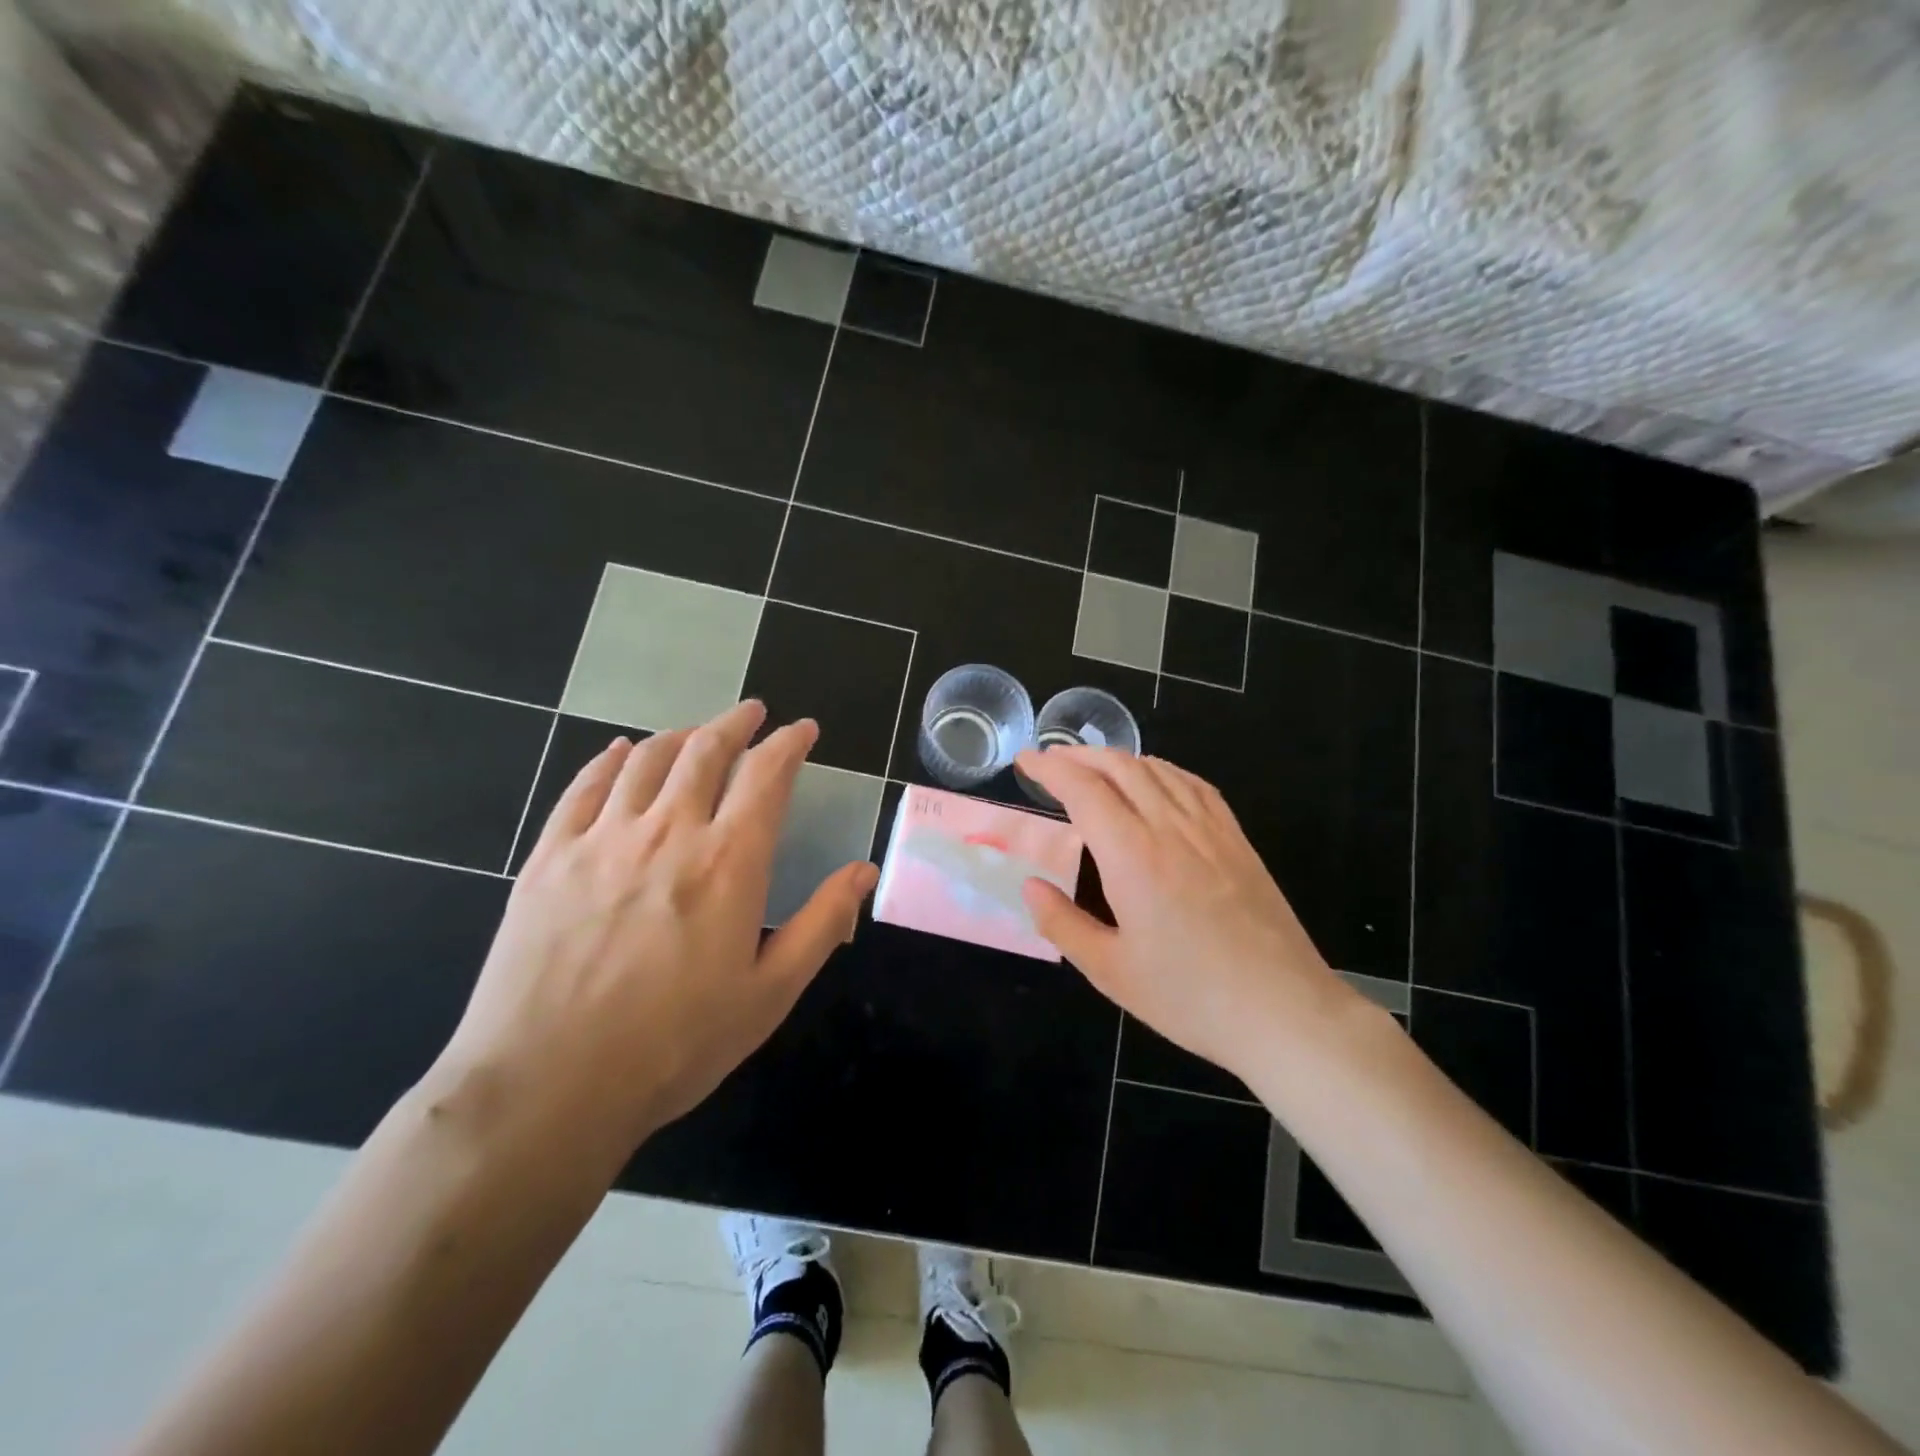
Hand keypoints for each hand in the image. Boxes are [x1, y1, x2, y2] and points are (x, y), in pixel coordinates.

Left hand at [438, 701, 876, 1158]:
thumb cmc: (674, 1045)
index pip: (766, 775)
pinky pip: (583, 788)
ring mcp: (602, 839)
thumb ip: (822, 923)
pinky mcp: (549, 858)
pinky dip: (608, 760)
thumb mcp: (769, 993)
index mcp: (728, 862)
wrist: (547, 1087)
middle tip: (752, 713)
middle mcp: (668, 832)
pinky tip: (620, 752)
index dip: (789, 743)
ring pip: (646, 760)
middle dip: (736, 723)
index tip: (803, 730)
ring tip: (697, 732)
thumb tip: (863, 870)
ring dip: (680, 735)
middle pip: (705, 751)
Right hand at [1015, 747, 1361, 1082]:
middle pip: (1120, 767)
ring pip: (1158, 770)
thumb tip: (1030, 887)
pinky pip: (1194, 785)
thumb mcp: (1111, 971)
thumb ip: (1063, 924)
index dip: (1050, 768)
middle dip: (1079, 755)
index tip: (1025, 761)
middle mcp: (1170, 828)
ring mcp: (1210, 829)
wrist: (1284, 1011)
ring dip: (1117, 759)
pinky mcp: (1237, 840)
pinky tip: (1155, 781)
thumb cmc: (1190, 997)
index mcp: (1132, 856)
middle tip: (1050, 761)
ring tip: (1093, 767)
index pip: (1083, 790)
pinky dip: (1162, 770)